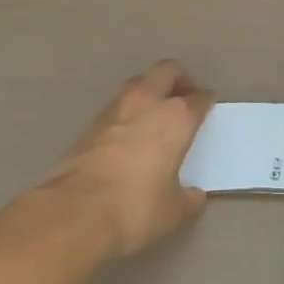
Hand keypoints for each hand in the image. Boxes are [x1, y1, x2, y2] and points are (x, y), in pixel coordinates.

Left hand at [42, 60, 214, 257]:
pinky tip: (129, 134)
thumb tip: (193, 195)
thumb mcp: (172, 212)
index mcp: (175, 118)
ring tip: (155, 114)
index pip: (198, 99)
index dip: (206, 101)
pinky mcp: (91, 122)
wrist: (75, 212)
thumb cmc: (135, 208)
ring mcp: (115, 108)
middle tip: (184, 98)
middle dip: (179, 80)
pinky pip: (118, 105)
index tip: (208, 106)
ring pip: (139, 83)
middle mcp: (147, 102)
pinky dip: (128, 111)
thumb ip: (187, 199)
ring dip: (151, 91)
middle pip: (167, 71)